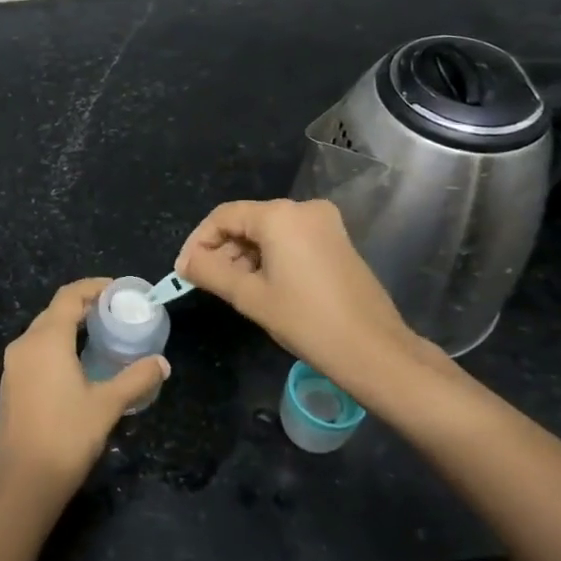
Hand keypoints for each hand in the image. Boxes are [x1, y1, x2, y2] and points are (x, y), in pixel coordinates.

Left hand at [0, 279, 169, 506]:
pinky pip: (35, 350)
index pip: (69, 296)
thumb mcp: (107, 405)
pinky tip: (76, 362)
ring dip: (69, 326)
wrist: (25, 482)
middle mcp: (24, 344)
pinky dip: (56, 344)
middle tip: (113, 311)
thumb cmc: (67, 436)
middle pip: (54, 311)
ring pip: (43, 331)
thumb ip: (136, 379)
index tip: (117, 290)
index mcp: (46, 340)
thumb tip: (162, 363)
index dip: (93, 287)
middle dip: (83, 305)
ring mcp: (13, 365)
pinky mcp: (10, 384)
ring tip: (99, 334)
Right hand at [177, 199, 441, 402]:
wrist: (375, 352)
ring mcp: (325, 224)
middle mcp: (303, 209)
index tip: (184, 270)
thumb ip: (210, 272)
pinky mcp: (337, 242)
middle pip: (247, 221)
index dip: (199, 241)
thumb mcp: (250, 297)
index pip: (224, 216)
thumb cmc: (307, 321)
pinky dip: (270, 258)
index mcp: (280, 215)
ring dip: (245, 256)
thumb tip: (184, 263)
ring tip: (231, 289)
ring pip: (269, 232)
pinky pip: (291, 240)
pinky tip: (261, 286)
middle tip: (204, 282)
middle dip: (222, 249)